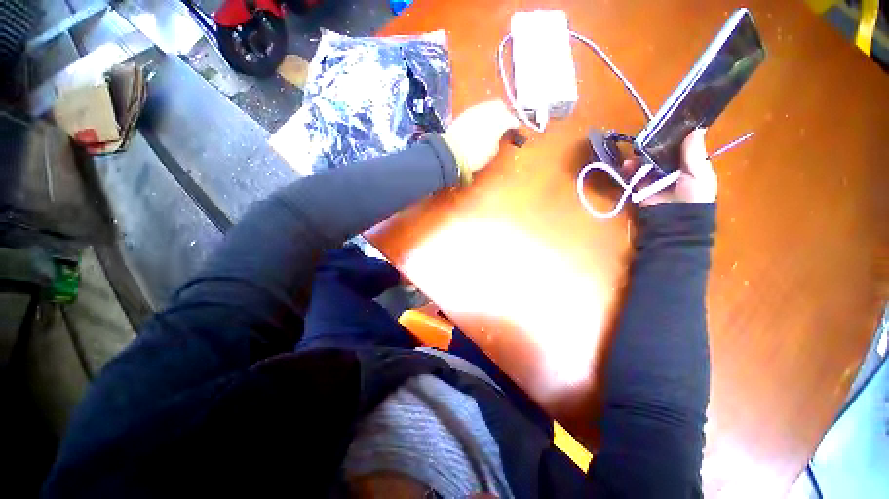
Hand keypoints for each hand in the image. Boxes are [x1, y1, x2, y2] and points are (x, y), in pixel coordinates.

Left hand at [442, 100, 519, 181]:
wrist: (452, 153)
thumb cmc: (475, 155)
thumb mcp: (492, 151)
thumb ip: (498, 139)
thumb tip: (497, 135)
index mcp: (498, 121)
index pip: (510, 118)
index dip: (514, 123)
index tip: (515, 127)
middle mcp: (487, 111)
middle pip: (499, 106)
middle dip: (503, 112)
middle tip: (505, 122)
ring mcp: (474, 110)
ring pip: (487, 106)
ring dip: (492, 112)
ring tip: (492, 123)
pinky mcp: (464, 114)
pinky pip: (477, 110)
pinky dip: (481, 115)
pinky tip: (480, 123)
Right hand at [626, 128, 717, 205]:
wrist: (674, 220)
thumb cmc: (693, 196)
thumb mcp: (699, 173)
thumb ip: (694, 153)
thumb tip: (696, 128)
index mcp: (689, 165)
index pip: (681, 147)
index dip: (674, 136)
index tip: (667, 124)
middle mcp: (671, 170)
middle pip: (661, 153)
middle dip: (654, 145)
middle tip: (647, 135)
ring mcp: (654, 179)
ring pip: (646, 163)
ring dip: (640, 156)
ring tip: (635, 151)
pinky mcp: (640, 187)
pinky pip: (633, 176)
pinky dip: (629, 170)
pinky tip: (627, 164)